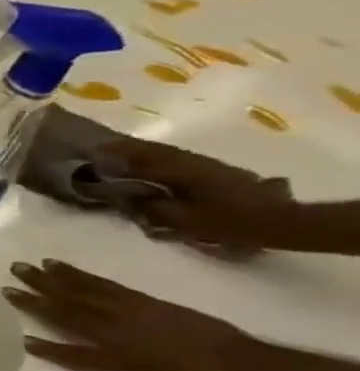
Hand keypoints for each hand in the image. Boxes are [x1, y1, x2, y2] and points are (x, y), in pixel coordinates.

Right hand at [4, 260, 260, 370]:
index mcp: (116, 352)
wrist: (248, 367)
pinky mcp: (147, 301)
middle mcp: (117, 327)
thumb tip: (78, 357)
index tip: (17, 336)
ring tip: (35, 264)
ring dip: (58, 277)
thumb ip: (109, 367)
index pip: (71, 349)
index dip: (45, 344)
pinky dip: (86, 276)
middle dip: (39, 292)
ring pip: (87, 291)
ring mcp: (133, 310)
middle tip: (12, 273)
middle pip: (71, 308)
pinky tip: (72, 270)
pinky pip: (108, 285)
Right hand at [94, 138, 294, 251]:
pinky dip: (157, 157)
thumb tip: (126, 197)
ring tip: (119, 153)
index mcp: (179, 171)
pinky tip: (151, 164)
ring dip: (141, 151)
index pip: (138, 159)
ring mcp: (205, 164)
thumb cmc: (228, 222)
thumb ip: (150, 207)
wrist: (279, 221)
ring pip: (164, 152)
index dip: (113, 156)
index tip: (90, 154)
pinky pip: (176, 158)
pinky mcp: (214, 169)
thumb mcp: (183, 220)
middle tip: (99, 149)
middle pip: (151, 150)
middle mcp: (190, 161)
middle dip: (124, 148)